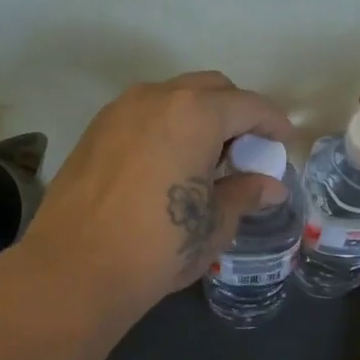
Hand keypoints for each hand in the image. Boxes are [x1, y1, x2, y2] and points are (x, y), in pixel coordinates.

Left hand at [20, 72, 292, 323]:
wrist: (75, 269)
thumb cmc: (159, 246)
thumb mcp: (214, 223)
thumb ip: (245, 194)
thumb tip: (271, 186)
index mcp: (195, 114)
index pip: (248, 105)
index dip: (273, 123)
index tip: (284, 141)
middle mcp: (156, 97)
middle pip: (210, 89)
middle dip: (235, 113)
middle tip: (246, 150)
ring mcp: (119, 110)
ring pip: (172, 97)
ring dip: (198, 117)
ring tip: (207, 158)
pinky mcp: (94, 131)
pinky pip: (143, 115)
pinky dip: (166, 127)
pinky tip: (169, 165)